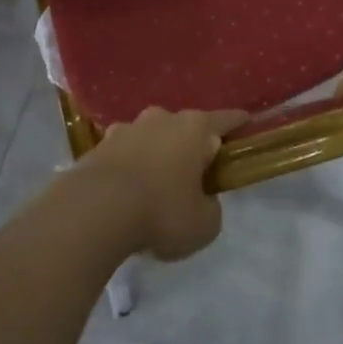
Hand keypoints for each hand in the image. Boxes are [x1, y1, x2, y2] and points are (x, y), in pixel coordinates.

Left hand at [75, 108, 248, 259]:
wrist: (95, 209)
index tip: (247, 122)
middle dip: (192, 144)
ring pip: (151, 136)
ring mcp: (128, 128)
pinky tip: (127, 190)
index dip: (238, 123)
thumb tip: (201, 199)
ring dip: (157, 153)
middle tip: (196, 170)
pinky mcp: (100, 144)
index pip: (225, 119)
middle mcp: (162, 118)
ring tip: (157, 182)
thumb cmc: (161, 212)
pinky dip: (130, 165)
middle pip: (185, 127)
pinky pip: (124, 152)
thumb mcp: (204, 224)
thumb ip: (210, 207)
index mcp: (195, 129)